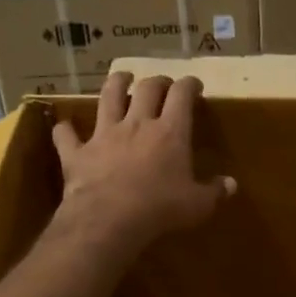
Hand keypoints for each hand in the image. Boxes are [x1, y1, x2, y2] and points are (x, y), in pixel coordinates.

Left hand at [51, 72, 234, 254]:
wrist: (109, 219)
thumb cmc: (160, 209)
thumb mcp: (197, 205)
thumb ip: (214, 192)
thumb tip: (231, 185)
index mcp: (170, 132)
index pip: (181, 95)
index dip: (189, 85)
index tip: (194, 85)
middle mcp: (137, 124)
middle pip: (146, 89)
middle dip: (156, 81)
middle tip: (162, 83)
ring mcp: (104, 135)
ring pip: (108, 97)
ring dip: (114, 84)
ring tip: (120, 77)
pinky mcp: (77, 152)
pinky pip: (67, 136)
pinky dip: (65, 131)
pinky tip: (64, 128)